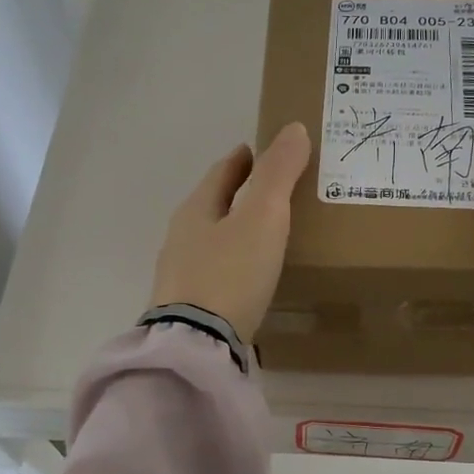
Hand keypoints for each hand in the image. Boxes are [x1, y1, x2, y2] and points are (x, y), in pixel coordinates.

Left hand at [149, 123, 310, 341]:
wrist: (197, 344)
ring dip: (234, 232)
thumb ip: (278, 173)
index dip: (242, 160)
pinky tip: (247, 279)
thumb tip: (293, 128)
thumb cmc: (230, 273)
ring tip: (264, 235)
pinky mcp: (187, 307)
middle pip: (212, 206)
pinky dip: (232, 265)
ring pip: (211, 241)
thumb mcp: (263, 217)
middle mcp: (181, 238)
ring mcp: (180, 275)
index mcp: (196, 210)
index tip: (257, 151)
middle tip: (270, 192)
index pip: (221, 173)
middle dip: (237, 195)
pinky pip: (214, 274)